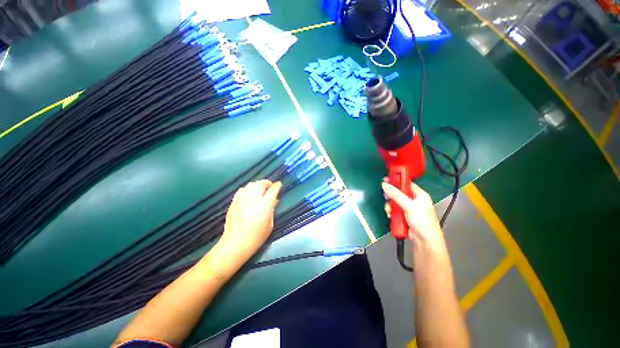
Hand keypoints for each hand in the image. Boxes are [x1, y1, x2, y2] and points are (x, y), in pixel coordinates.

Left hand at [220, 180, 281, 256]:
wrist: (235, 244)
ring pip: (251, 184)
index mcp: (264, 206)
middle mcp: (252, 200)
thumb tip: (274, 200)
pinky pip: (242, 189)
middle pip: (261, 184)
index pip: (272, 190)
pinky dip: (248, 188)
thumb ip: (272, 210)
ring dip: (258, 184)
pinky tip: (250, 193)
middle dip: (267, 183)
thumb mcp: (269, 225)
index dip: (277, 186)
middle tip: (270, 186)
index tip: (279, 184)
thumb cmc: (256, 237)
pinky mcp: (234, 202)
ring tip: (261, 188)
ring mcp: (242, 200)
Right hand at [381, 179, 444, 249]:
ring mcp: (407, 208)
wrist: (424, 241)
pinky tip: (391, 216)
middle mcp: (413, 199)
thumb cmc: (422, 221)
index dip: (396, 180)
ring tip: (390, 212)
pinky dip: (391, 212)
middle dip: (391, 196)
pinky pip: (393, 209)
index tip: (385, 179)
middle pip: (397, 192)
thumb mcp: (409, 206)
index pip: (406, 183)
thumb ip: (396, 195)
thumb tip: (384, 184)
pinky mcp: (402, 215)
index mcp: (419, 194)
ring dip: (390, 206)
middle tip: (386, 198)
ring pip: (393, 201)